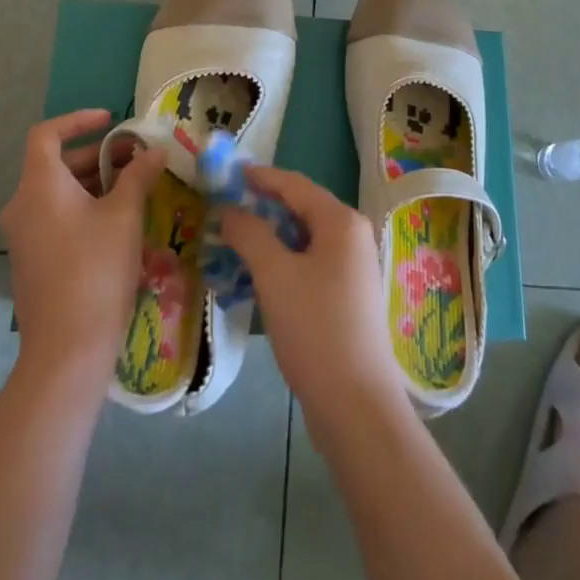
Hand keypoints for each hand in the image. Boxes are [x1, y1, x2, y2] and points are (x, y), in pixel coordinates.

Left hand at [0, 108, 164, 384]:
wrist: (67, 349)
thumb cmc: (96, 269)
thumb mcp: (125, 214)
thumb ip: (139, 174)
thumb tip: (154, 150)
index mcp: (39, 186)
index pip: (46, 134)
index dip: (78, 120)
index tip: (112, 122)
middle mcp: (23, 206)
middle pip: (56, 163)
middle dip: (99, 156)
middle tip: (138, 160)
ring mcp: (24, 236)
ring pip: (59, 192)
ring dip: (96, 182)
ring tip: (136, 189)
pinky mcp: (32, 260)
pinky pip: (57, 217)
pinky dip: (85, 207)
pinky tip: (119, 222)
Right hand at [220, 166, 401, 414]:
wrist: (356, 405)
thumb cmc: (315, 328)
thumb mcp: (275, 276)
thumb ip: (250, 235)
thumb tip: (230, 210)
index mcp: (341, 222)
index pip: (294, 184)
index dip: (260, 177)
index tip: (227, 174)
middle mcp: (352, 236)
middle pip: (301, 209)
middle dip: (262, 208)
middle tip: (223, 210)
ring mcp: (352, 268)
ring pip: (303, 240)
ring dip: (269, 238)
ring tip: (231, 242)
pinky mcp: (346, 297)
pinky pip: (309, 265)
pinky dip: (282, 263)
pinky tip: (256, 277)